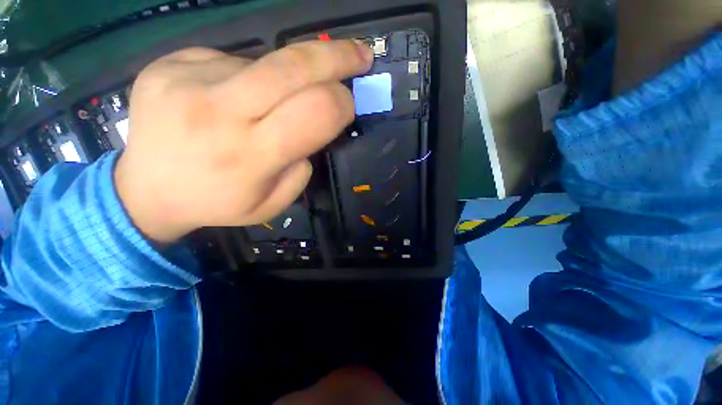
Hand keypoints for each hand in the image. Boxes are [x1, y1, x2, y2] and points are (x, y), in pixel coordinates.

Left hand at [115, 41, 372, 242]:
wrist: (146, 191)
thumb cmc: (218, 203)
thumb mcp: (273, 203)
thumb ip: (301, 168)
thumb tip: (311, 128)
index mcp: (251, 155)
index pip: (315, 111)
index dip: (341, 103)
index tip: (349, 104)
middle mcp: (219, 111)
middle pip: (294, 66)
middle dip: (338, 57)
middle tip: (360, 54)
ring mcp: (188, 78)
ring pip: (266, 62)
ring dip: (287, 80)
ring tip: (270, 105)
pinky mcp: (169, 62)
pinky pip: (234, 62)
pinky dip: (250, 80)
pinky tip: (234, 100)